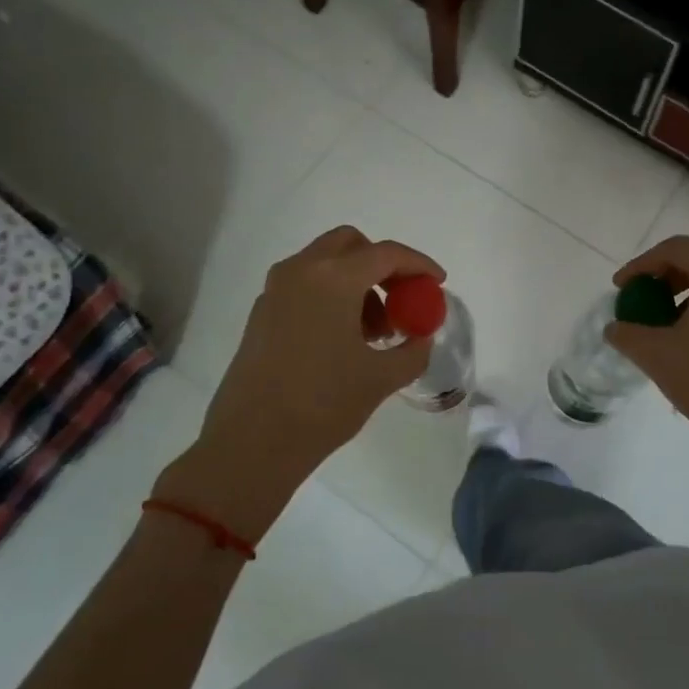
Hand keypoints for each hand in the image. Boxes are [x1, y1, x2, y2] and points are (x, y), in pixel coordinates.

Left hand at [154, 227, 442, 537]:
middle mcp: (301, 271)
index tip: (437, 282)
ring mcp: (275, 290)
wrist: (250, 444)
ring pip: (325, 263)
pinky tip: (341, 340)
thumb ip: (413, 350)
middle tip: (400, 298)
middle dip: (381, 264)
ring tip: (374, 332)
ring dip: (356, 282)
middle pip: (350, 244)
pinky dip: (330, 296)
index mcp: (333, 279)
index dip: (418, 265)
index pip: (386, 254)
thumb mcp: (381, 379)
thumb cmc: (322, 405)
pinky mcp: (261, 313)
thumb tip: (421, 336)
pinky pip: (304, 285)